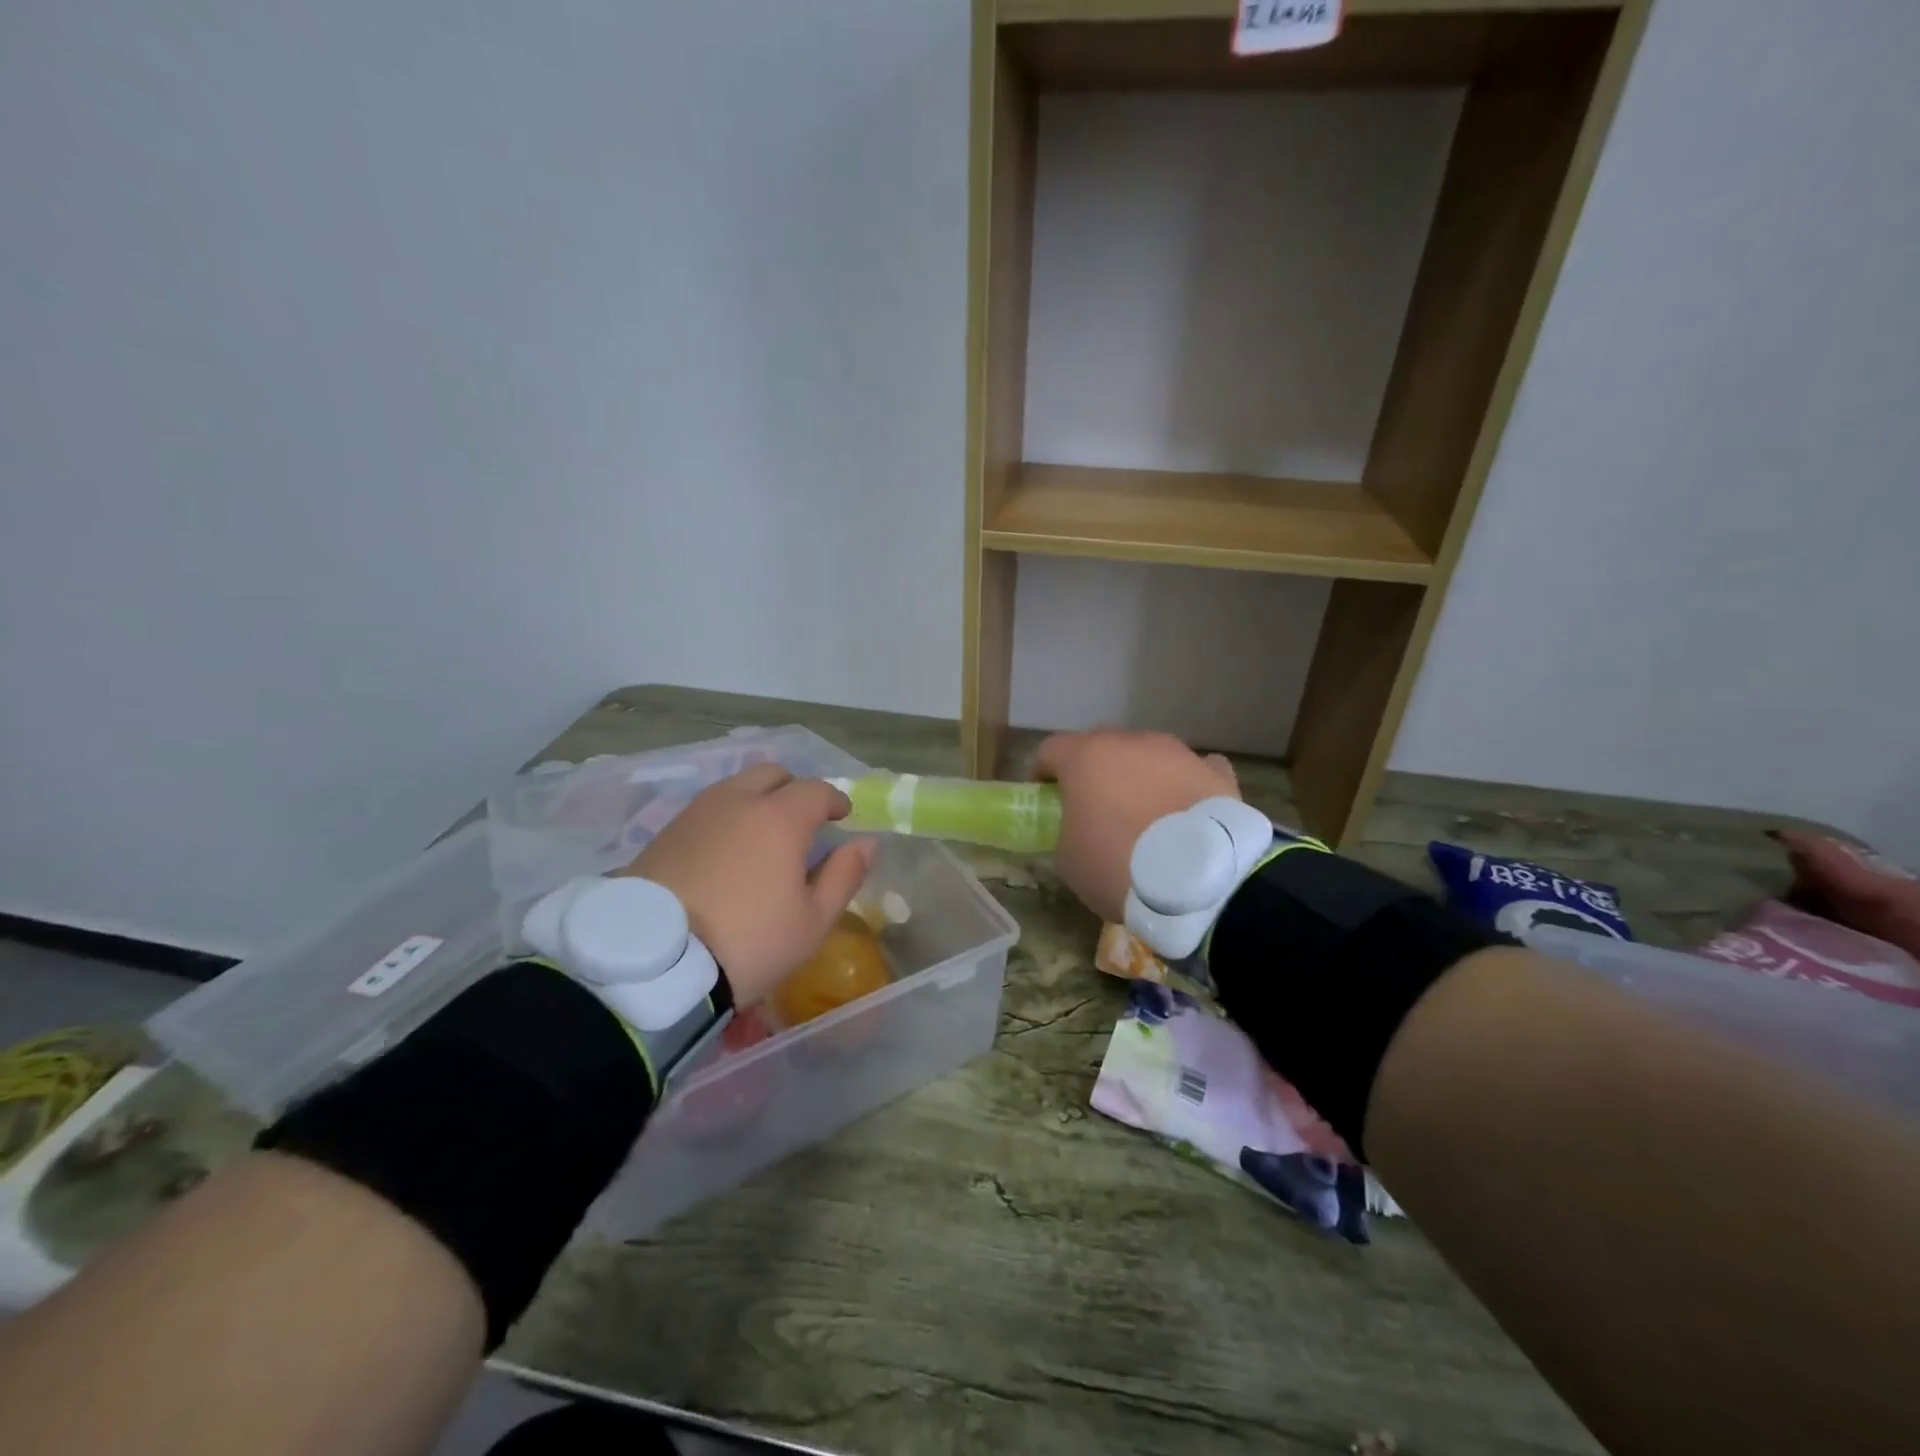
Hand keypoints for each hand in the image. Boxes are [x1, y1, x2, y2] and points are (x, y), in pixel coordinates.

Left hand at [621, 765, 876, 1004]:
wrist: (653, 963)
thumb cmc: (748, 942)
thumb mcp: (812, 921)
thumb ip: (844, 875)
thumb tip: (866, 842)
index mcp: (780, 817)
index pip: (816, 790)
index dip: (835, 800)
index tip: (842, 816)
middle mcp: (737, 801)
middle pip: (772, 774)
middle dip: (794, 789)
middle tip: (802, 820)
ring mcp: (696, 813)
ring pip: (736, 787)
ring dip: (757, 800)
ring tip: (762, 835)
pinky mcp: (664, 832)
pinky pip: (707, 809)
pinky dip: (726, 817)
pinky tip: (726, 850)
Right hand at [1033, 730, 1239, 923]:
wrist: (1197, 880)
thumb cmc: (1117, 865)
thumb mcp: (1069, 858)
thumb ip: (1068, 831)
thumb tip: (1080, 830)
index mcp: (1086, 757)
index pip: (1051, 749)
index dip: (1044, 772)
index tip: (1046, 796)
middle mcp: (1131, 743)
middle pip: (1102, 745)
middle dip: (1095, 771)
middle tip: (1095, 806)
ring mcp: (1177, 753)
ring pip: (1149, 755)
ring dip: (1141, 775)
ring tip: (1146, 813)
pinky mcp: (1215, 773)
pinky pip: (1195, 770)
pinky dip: (1186, 784)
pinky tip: (1187, 808)